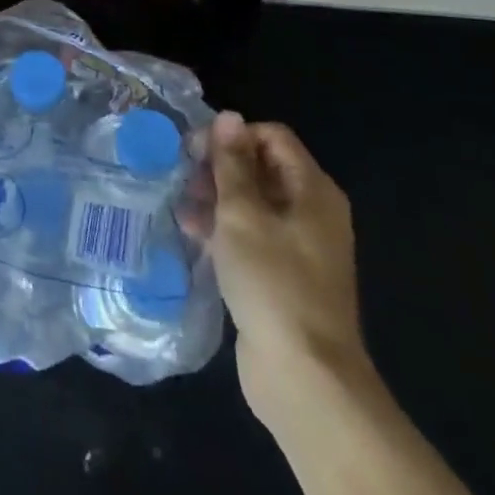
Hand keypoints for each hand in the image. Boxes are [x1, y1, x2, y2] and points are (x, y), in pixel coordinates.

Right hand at [201, 112, 371, 424]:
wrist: (304, 378)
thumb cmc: (273, 283)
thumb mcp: (243, 214)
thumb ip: (232, 164)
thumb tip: (228, 116)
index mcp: (312, 191)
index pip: (271, 137)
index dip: (232, 136)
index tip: (193, 152)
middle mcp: (311, 212)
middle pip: (262, 168)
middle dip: (219, 169)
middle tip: (182, 181)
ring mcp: (299, 247)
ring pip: (253, 204)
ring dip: (216, 200)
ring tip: (181, 211)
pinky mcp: (284, 277)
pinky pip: (252, 237)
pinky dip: (224, 231)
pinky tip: (194, 237)